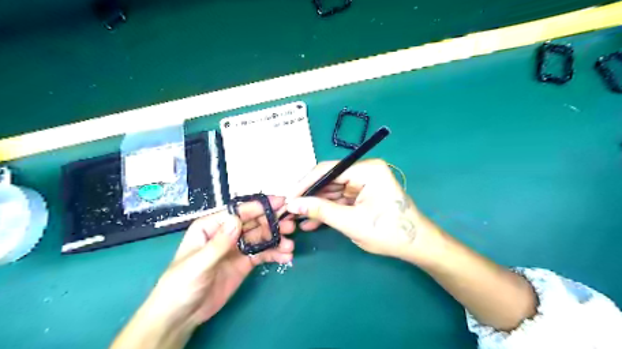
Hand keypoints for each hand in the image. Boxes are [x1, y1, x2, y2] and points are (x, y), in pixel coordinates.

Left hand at [150, 196, 295, 324]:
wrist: (181, 316)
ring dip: (277, 239)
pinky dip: (275, 253)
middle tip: (291, 226)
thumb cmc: (180, 285)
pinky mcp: (245, 262)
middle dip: (273, 223)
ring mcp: (238, 248)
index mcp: (212, 226)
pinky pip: (263, 253)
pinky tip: (285, 257)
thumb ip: (218, 243)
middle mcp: (227, 233)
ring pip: (261, 237)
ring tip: (290, 246)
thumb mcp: (197, 264)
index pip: (239, 212)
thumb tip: (237, 220)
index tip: (280, 202)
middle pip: (254, 222)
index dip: (259, 206)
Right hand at [286, 158, 433, 261]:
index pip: (328, 170)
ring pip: (332, 191)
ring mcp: (363, 183)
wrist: (417, 246)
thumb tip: (292, 204)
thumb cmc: (388, 232)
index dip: (305, 184)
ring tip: (296, 218)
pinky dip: (327, 210)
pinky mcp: (362, 195)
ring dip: (315, 205)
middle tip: (289, 209)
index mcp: (367, 169)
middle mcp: (364, 171)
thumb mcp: (351, 222)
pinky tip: (311, 221)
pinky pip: (339, 200)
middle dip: (309, 196)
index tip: (288, 198)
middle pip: (329, 180)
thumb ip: (320, 210)